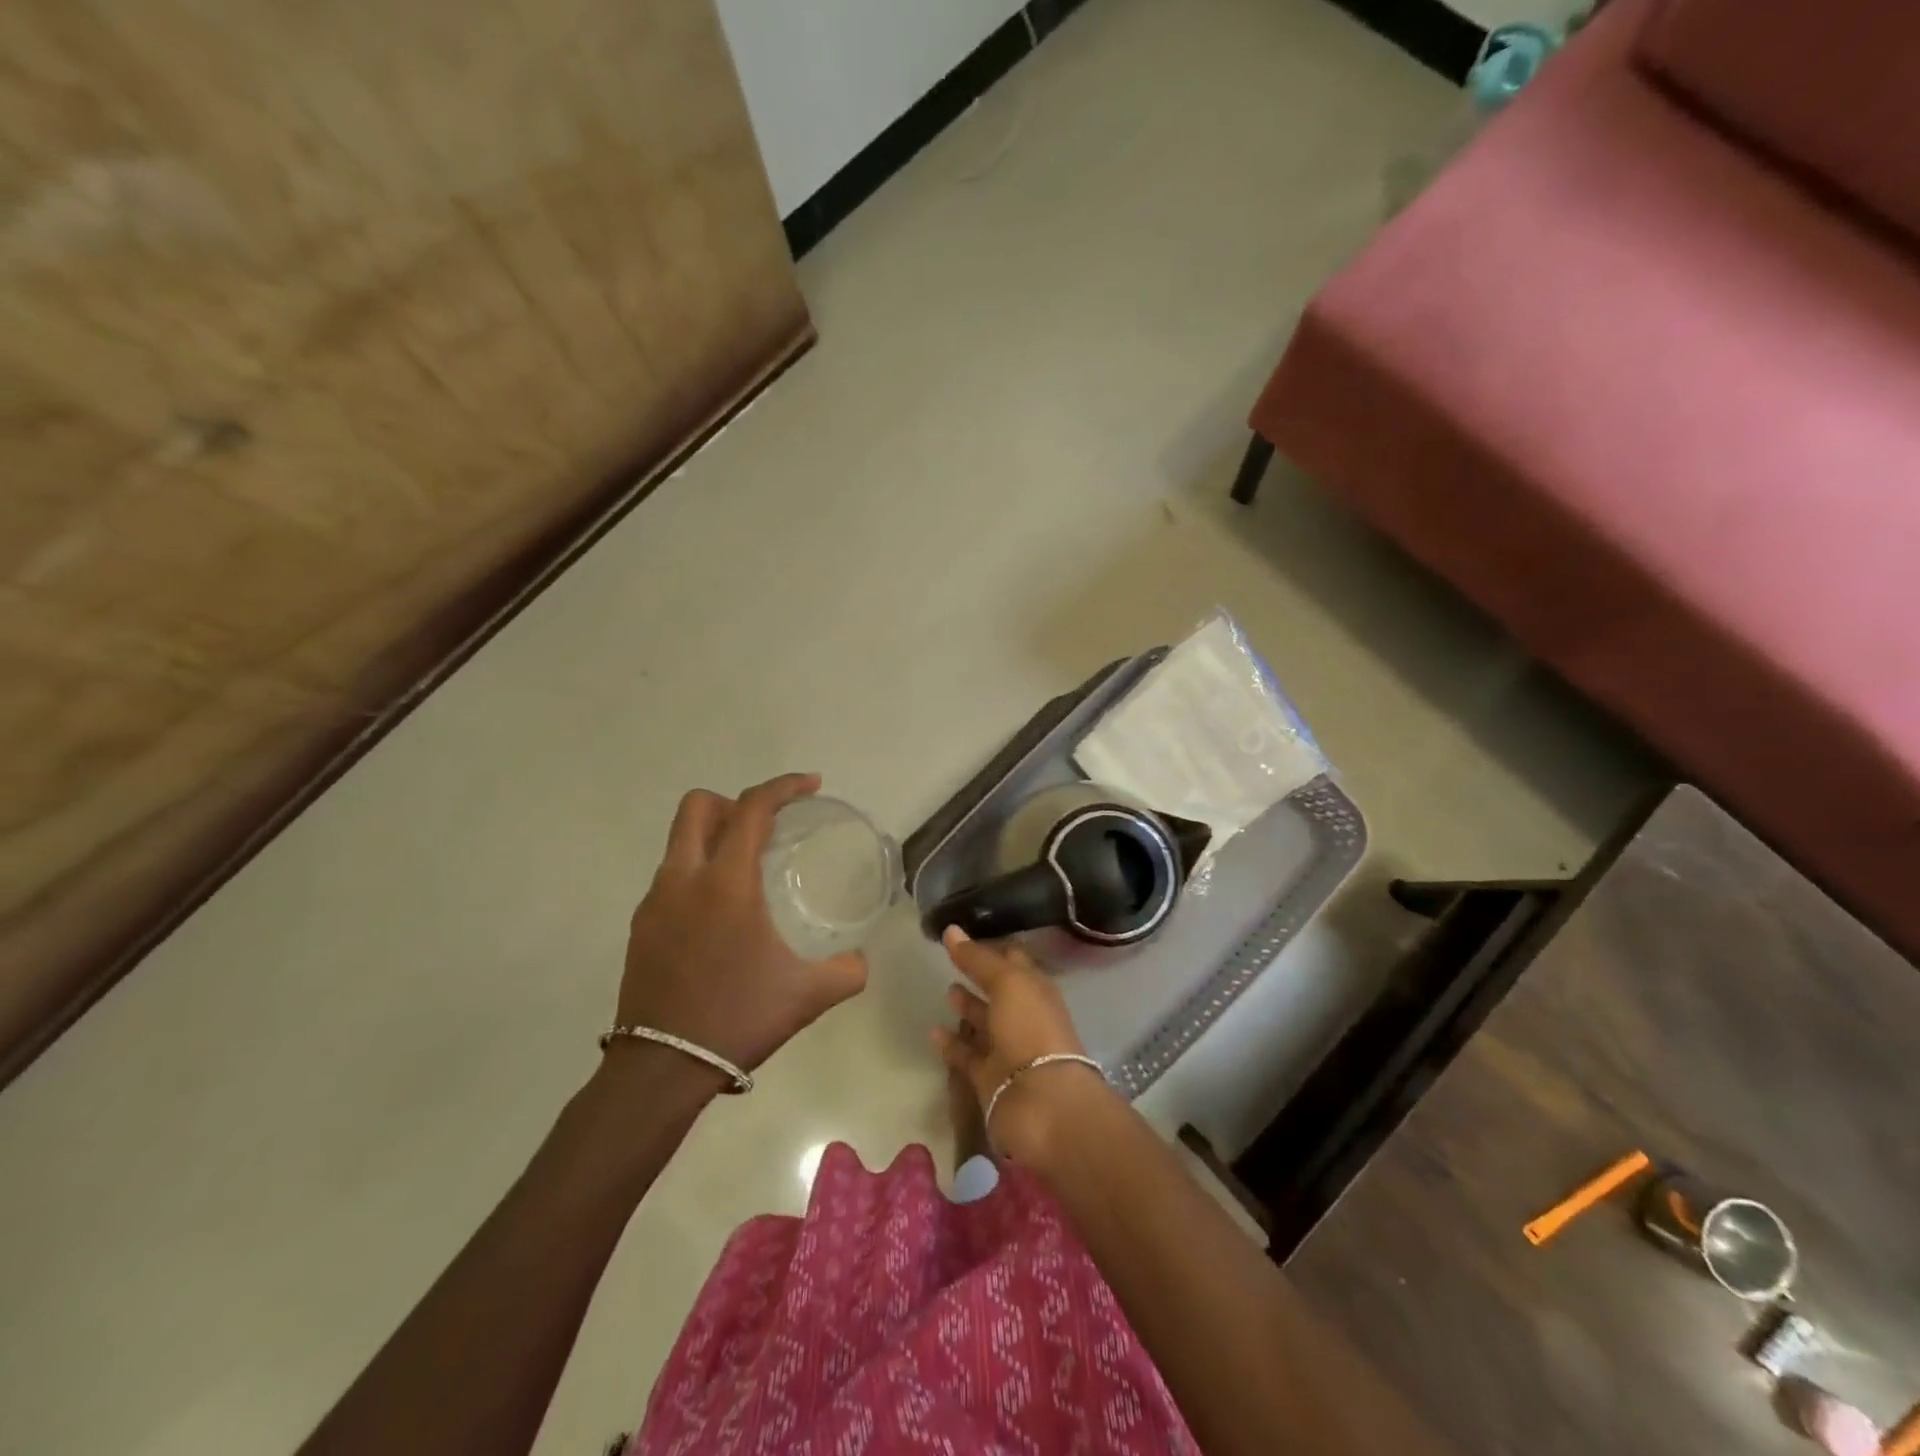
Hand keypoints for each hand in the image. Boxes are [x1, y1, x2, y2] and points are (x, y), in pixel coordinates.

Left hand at [614, 774, 867, 1077]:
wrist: (662, 1069)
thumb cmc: (739, 1019)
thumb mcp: (808, 995)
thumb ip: (846, 970)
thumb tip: (860, 960)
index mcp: (726, 882)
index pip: (752, 808)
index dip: (784, 786)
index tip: (811, 785)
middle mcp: (684, 879)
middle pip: (698, 806)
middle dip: (735, 803)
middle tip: (767, 827)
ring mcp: (655, 902)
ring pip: (679, 842)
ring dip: (714, 838)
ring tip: (748, 871)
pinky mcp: (641, 926)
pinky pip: (671, 877)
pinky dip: (698, 873)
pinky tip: (721, 914)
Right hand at [932, 927, 1103, 1158]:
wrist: (1041, 1102)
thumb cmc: (1030, 1029)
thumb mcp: (1008, 982)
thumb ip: (978, 958)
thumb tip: (952, 930)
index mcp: (1036, 990)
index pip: (1013, 961)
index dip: (992, 947)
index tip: (964, 934)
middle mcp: (1023, 1016)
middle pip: (999, 991)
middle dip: (980, 976)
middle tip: (952, 960)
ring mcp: (1006, 1049)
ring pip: (984, 1023)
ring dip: (967, 1008)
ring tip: (946, 990)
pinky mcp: (988, 1077)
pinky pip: (966, 1055)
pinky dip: (951, 1043)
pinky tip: (932, 1030)